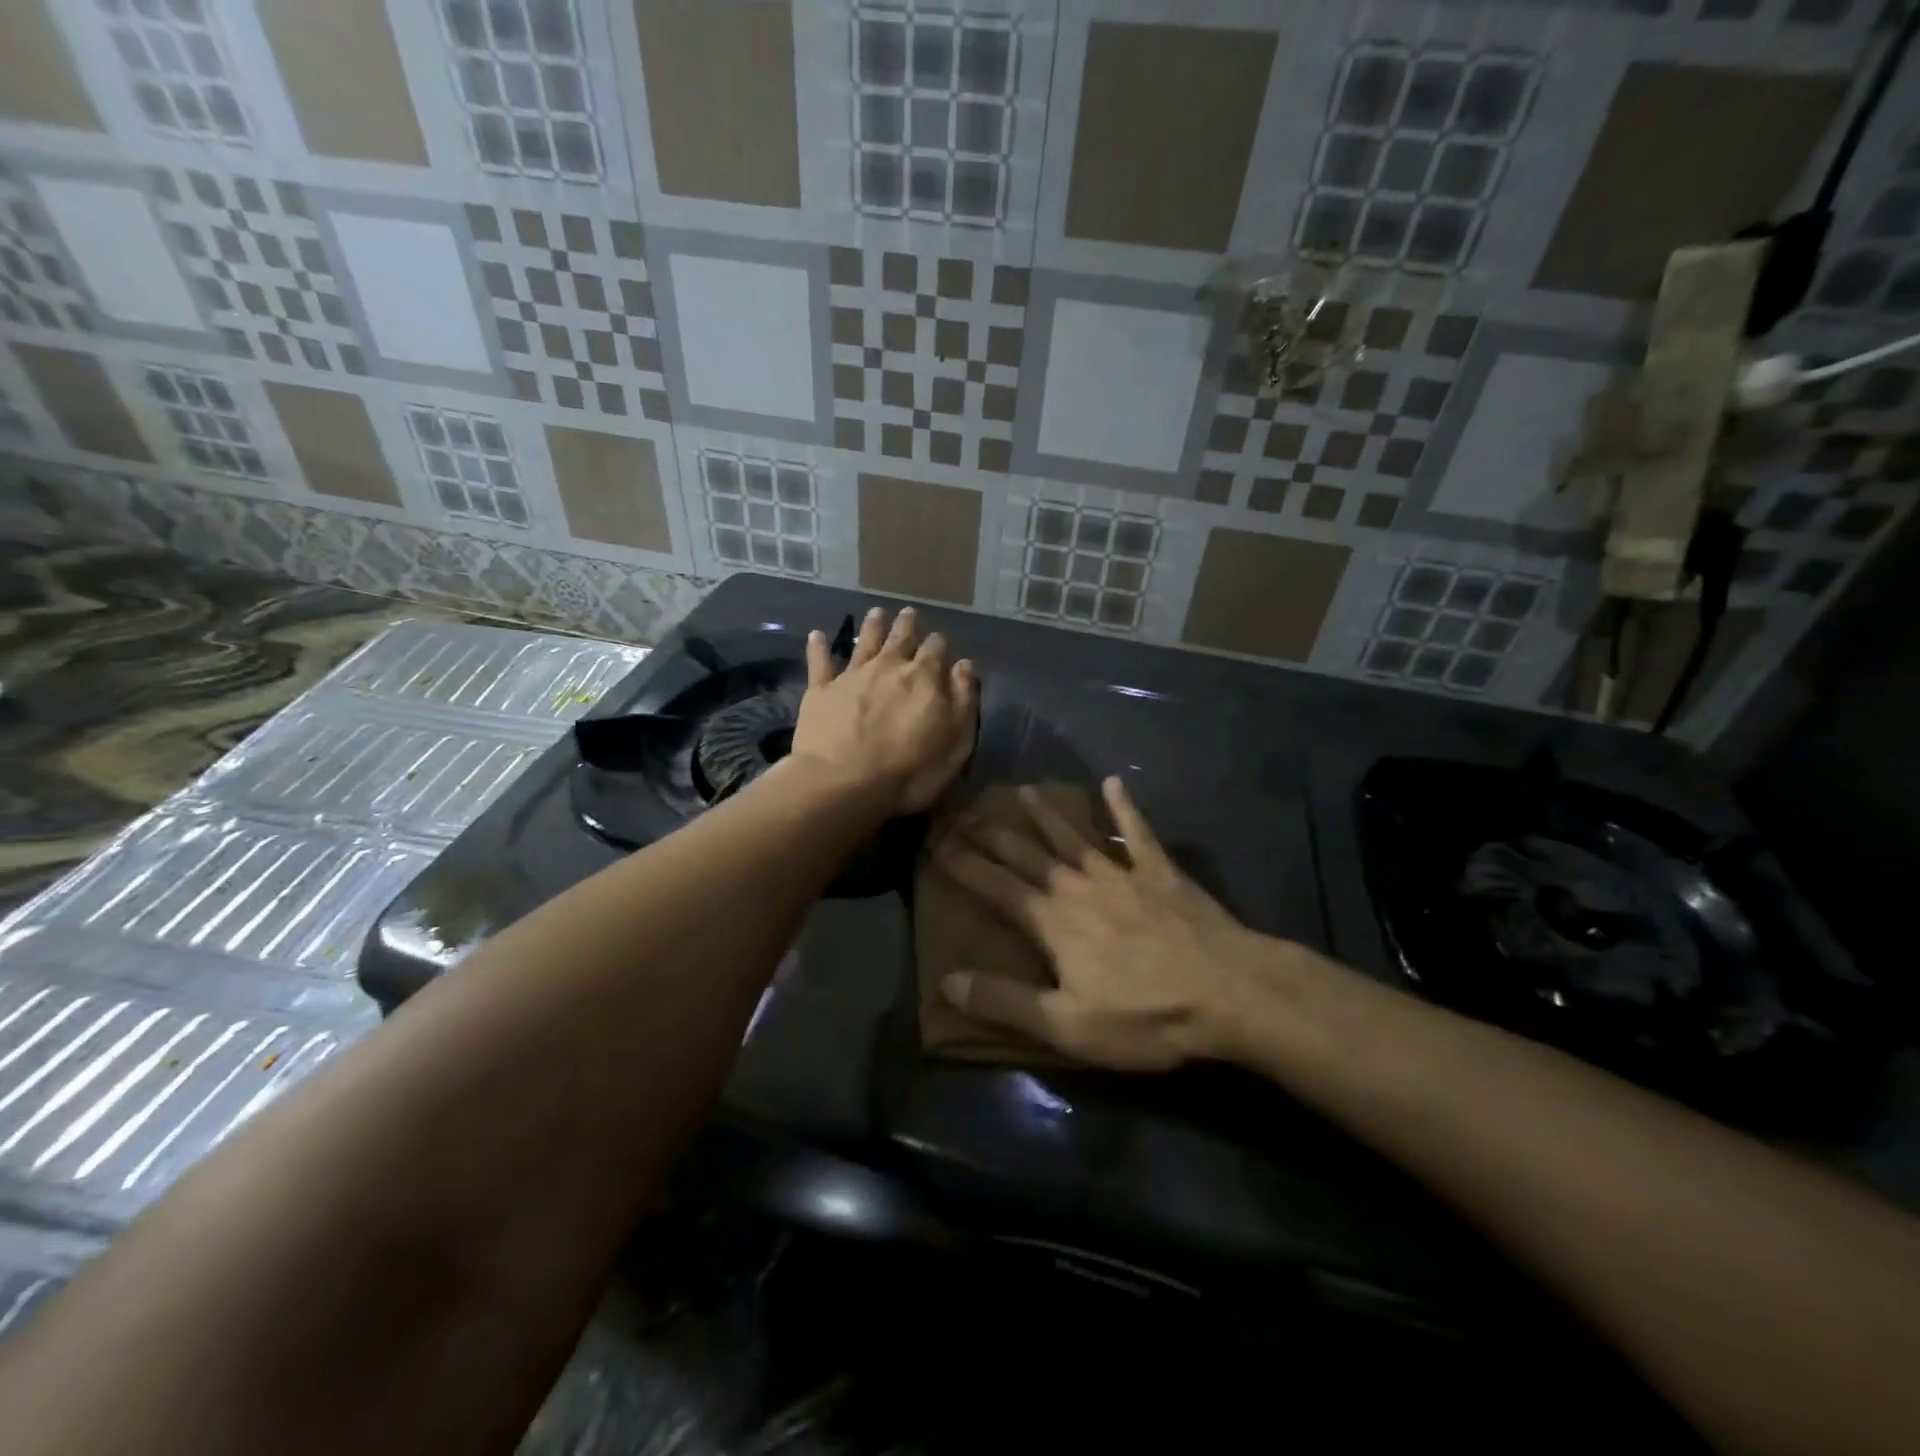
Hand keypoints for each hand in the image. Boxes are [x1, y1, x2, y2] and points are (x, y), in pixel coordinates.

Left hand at [791, 607, 977, 814]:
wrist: (843, 783)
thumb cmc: (910, 771)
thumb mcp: (956, 742)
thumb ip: (964, 700)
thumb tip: (964, 665)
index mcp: (924, 677)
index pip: (936, 650)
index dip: (939, 645)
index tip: (940, 643)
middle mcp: (888, 666)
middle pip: (900, 637)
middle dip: (907, 625)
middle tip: (909, 613)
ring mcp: (852, 675)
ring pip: (864, 641)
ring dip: (872, 626)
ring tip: (876, 613)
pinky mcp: (820, 690)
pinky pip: (819, 662)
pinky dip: (818, 647)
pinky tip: (817, 635)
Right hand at [934, 778, 1296, 1070]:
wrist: (1229, 992)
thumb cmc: (1146, 1016)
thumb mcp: (1067, 1025)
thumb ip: (1007, 1001)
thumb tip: (947, 981)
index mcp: (1053, 922)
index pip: (996, 887)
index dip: (963, 865)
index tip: (935, 842)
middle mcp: (1079, 887)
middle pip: (1027, 854)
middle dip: (992, 833)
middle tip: (964, 809)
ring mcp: (1122, 875)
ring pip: (1074, 837)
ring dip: (1047, 815)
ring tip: (1024, 791)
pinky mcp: (1161, 873)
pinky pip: (1138, 833)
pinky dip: (1125, 808)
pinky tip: (1114, 783)